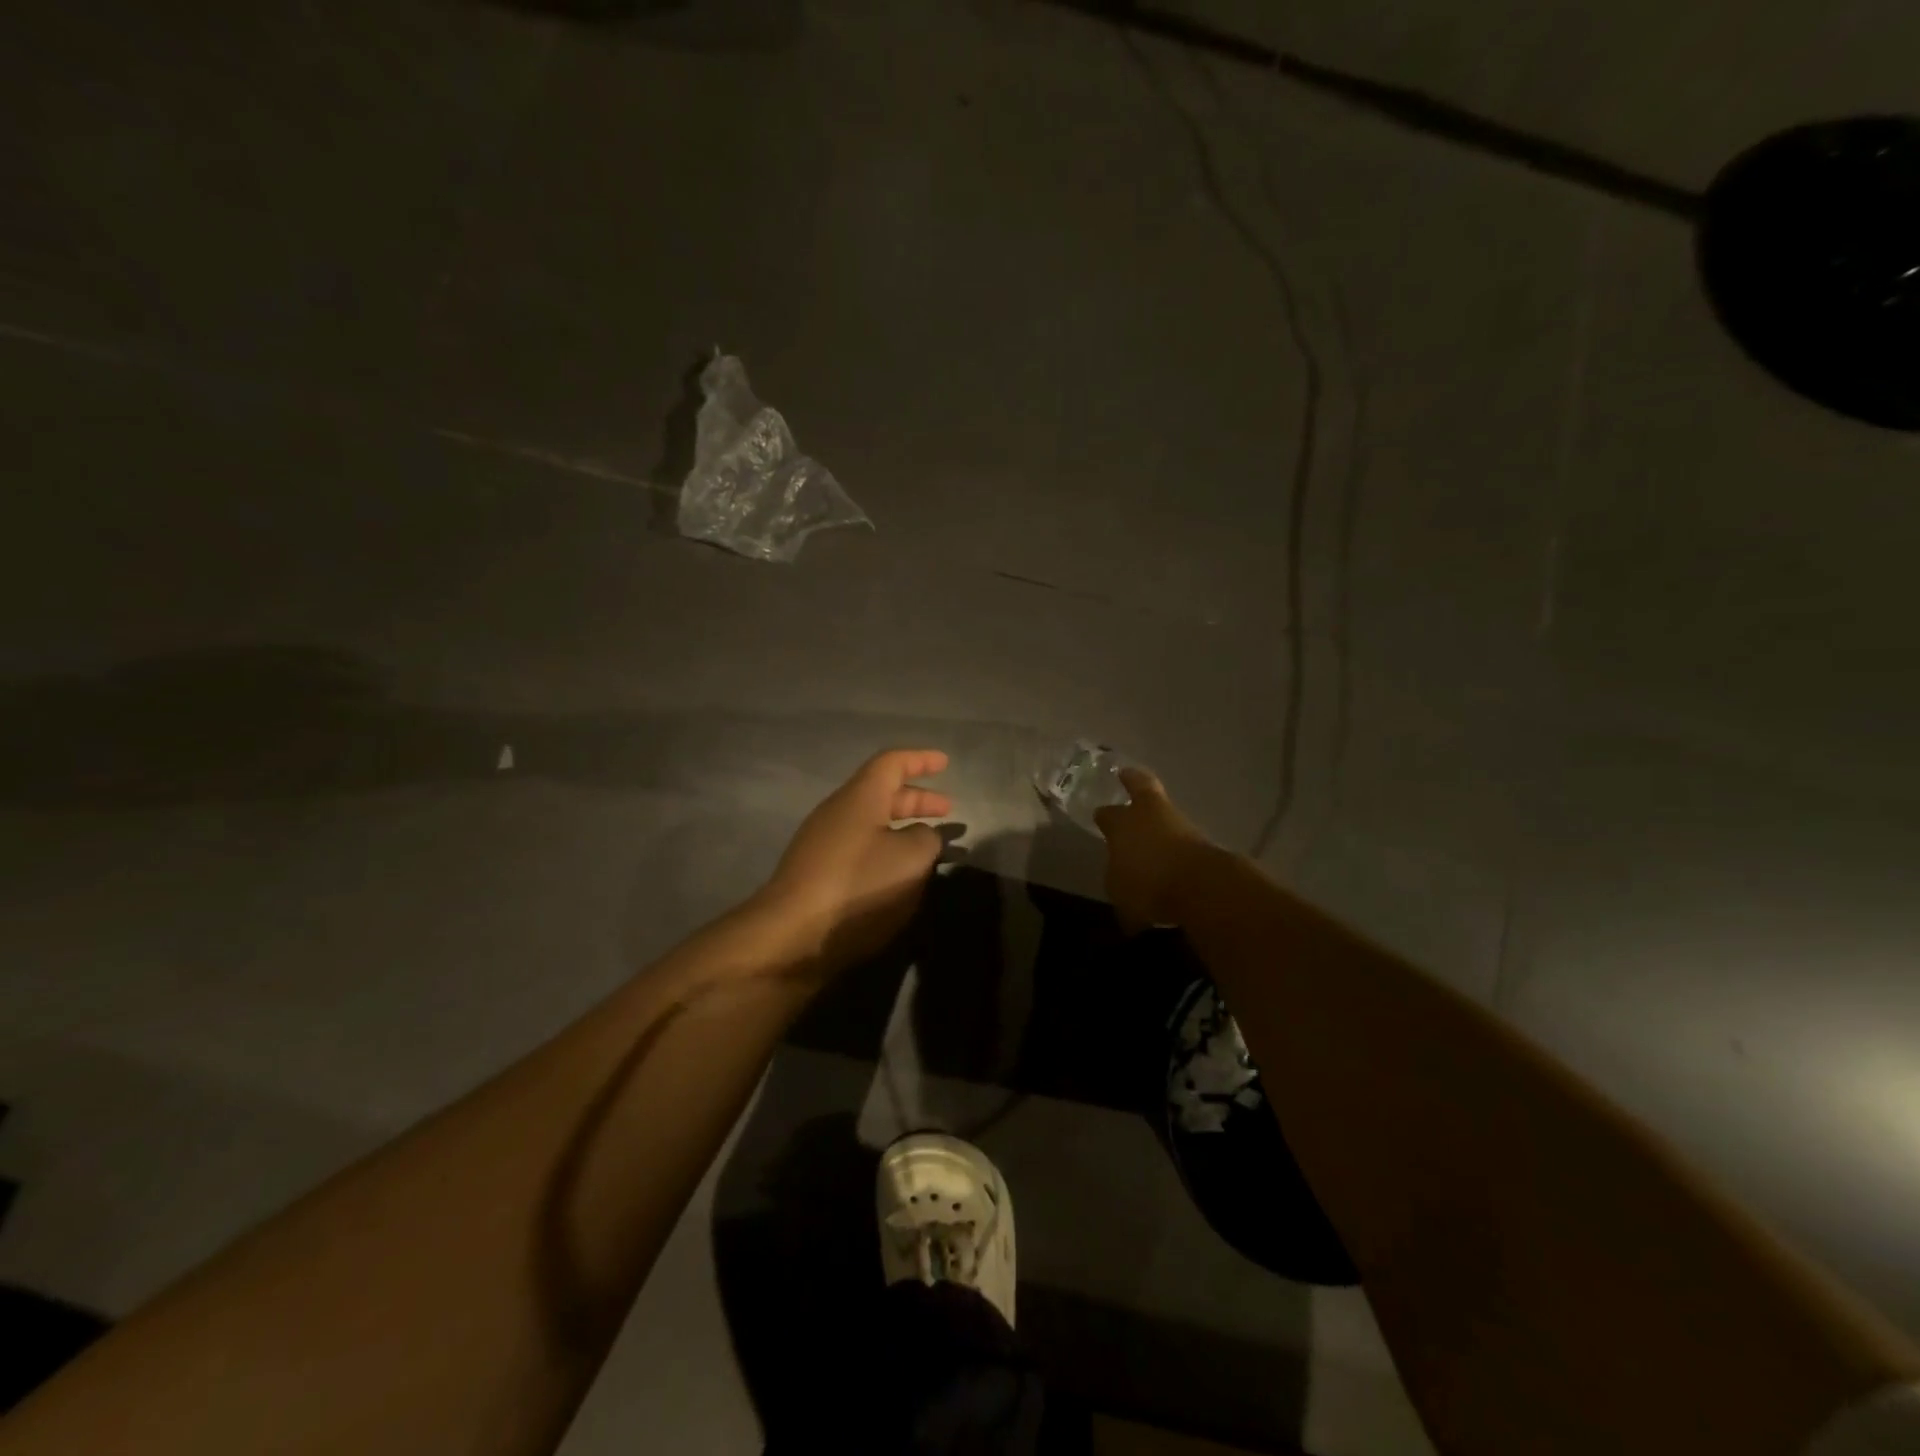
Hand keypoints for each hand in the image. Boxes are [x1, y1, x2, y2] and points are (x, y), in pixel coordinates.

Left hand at [760, 749, 951, 970]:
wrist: (791, 936)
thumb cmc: (858, 886)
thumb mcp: (911, 859)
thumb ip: (927, 839)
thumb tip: (923, 836)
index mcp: (859, 798)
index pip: (891, 763)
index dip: (920, 760)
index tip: (945, 763)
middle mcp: (837, 813)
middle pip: (881, 793)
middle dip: (916, 799)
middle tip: (948, 811)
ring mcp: (822, 845)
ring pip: (870, 824)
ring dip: (902, 829)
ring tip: (929, 845)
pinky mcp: (816, 875)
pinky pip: (859, 849)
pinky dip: (885, 851)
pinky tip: (899, 875)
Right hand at [1093, 766, 1211, 932]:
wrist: (1202, 889)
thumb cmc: (1147, 885)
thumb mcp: (1118, 887)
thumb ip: (1118, 873)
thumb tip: (1122, 870)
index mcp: (1120, 823)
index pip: (1107, 815)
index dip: (1103, 816)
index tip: (1099, 815)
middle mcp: (1148, 815)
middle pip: (1141, 788)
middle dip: (1133, 781)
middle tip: (1127, 775)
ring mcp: (1180, 824)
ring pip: (1164, 812)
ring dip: (1157, 817)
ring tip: (1150, 825)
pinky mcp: (1204, 840)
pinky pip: (1181, 836)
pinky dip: (1173, 840)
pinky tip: (1169, 850)